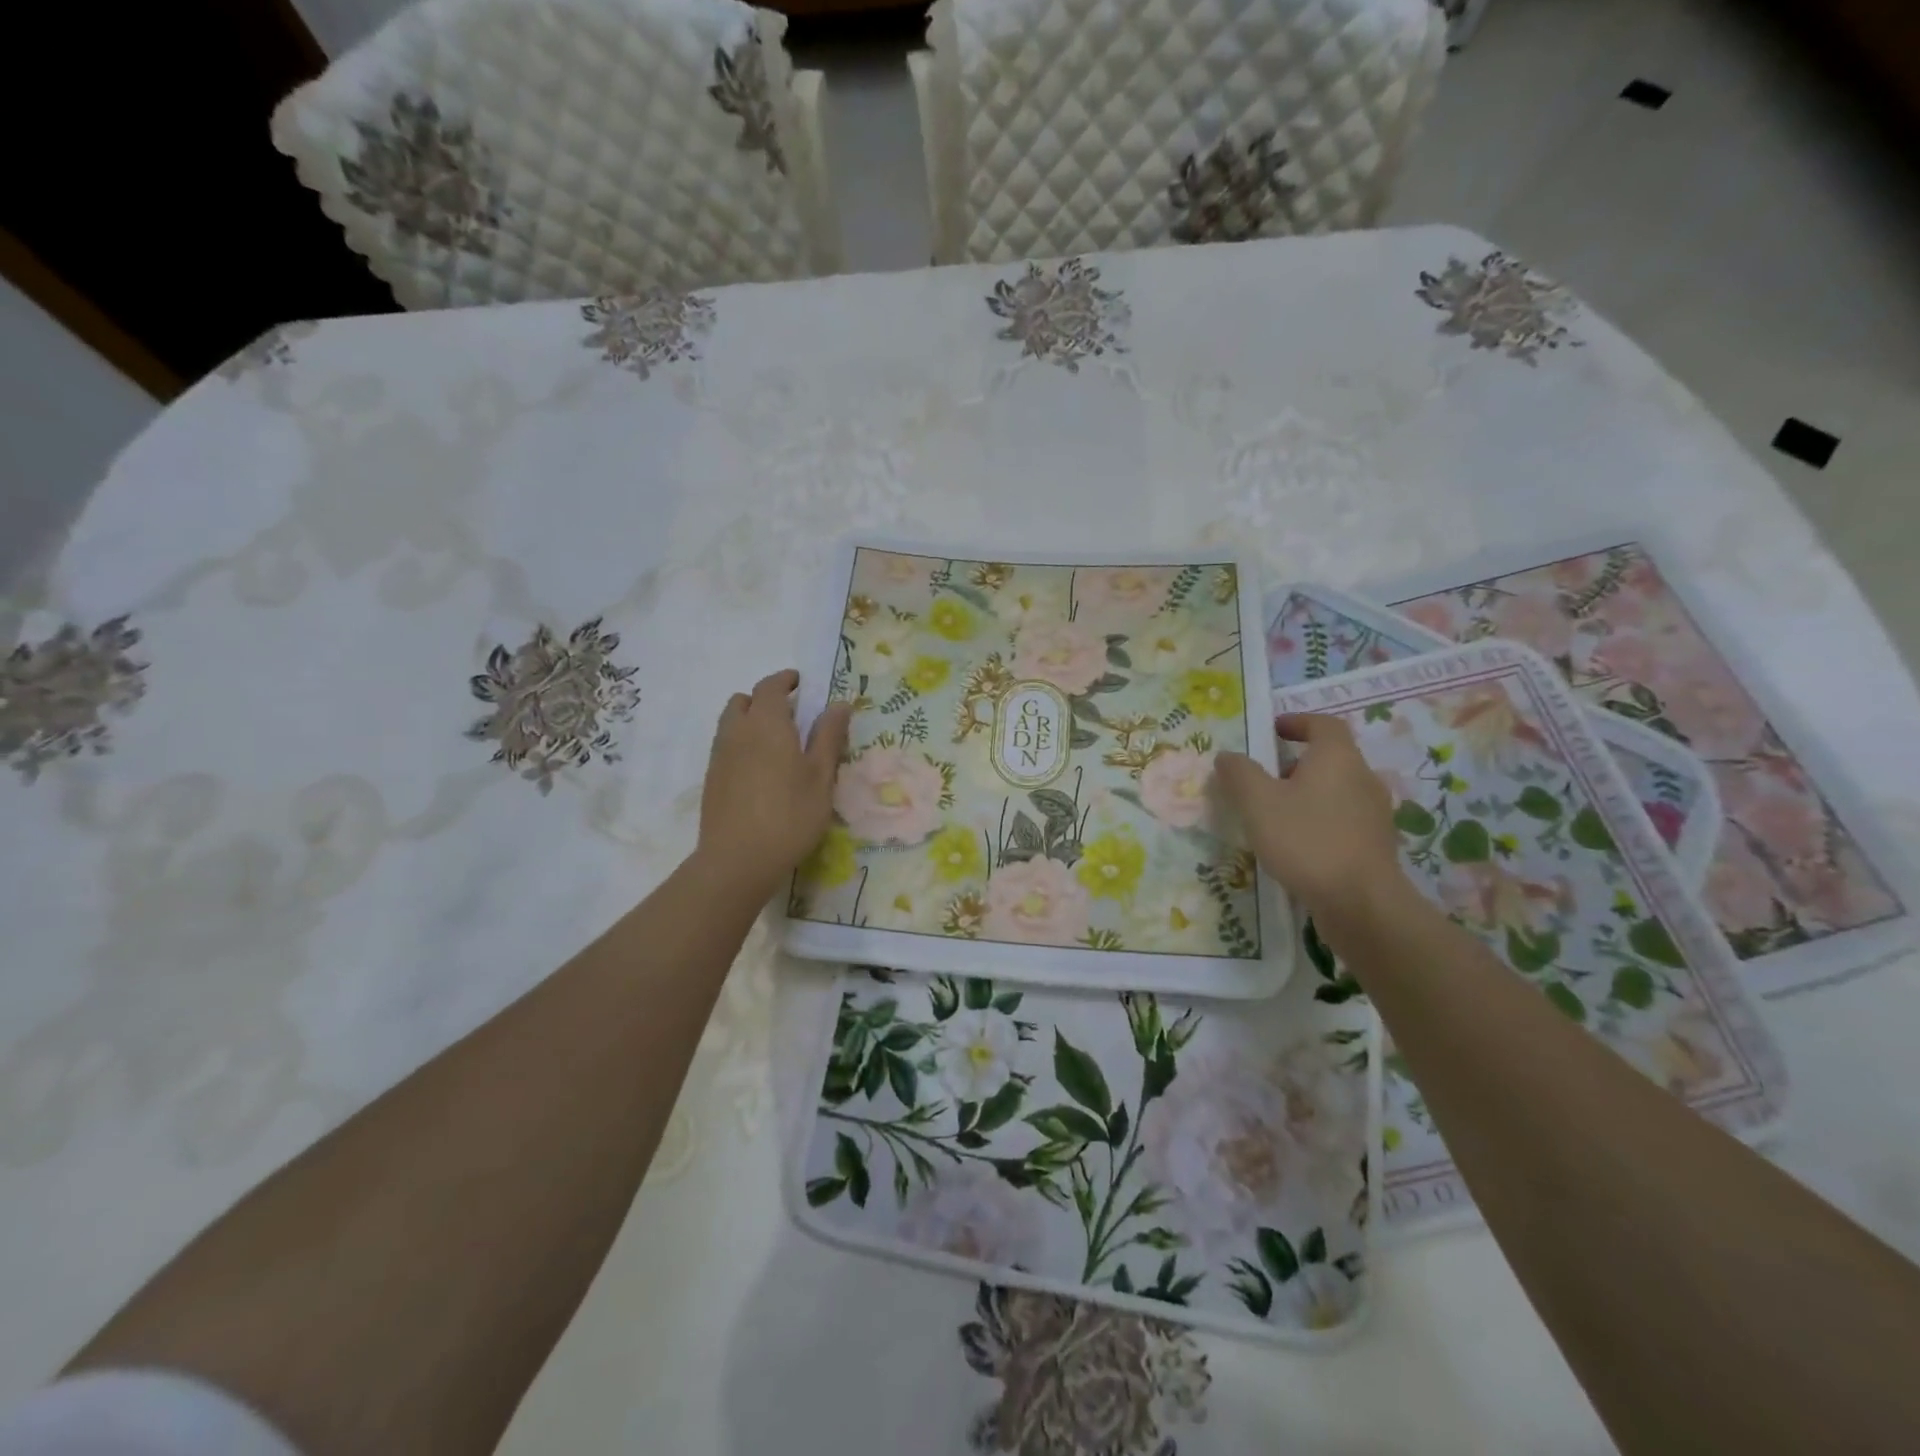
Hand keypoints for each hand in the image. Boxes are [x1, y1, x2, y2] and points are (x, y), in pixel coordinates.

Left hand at [697, 670, 850, 899]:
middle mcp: (737, 732)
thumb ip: (829, 736)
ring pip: (731, 723)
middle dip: (765, 699)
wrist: (738, 860)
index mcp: (767, 724)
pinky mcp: (712, 779)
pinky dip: (742, 743)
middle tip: (790, 714)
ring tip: (776, 742)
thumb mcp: (821, 776)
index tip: (801, 683)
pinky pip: (725, 746)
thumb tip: (839, 703)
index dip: (785, 680)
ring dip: (751, 720)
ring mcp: (719, 756)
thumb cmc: (790, 815)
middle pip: (744, 701)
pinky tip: (760, 770)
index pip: (770, 687)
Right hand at [1216, 713, 1407, 931]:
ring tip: (1276, 815)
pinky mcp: (1375, 844)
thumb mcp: (1258, 803)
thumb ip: (1239, 773)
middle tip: (1264, 779)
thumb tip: (1228, 756)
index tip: (1272, 731)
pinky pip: (1343, 820)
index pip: (1323, 724)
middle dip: (1296, 763)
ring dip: (1307, 794)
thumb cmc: (1306, 840)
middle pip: (1331, 758)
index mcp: (1337, 758)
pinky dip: (1320, 821)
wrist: (1361, 903)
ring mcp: (1374, 813)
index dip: (1297, 722)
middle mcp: (1363, 778)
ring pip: (1336, 791)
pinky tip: (1298, 845)